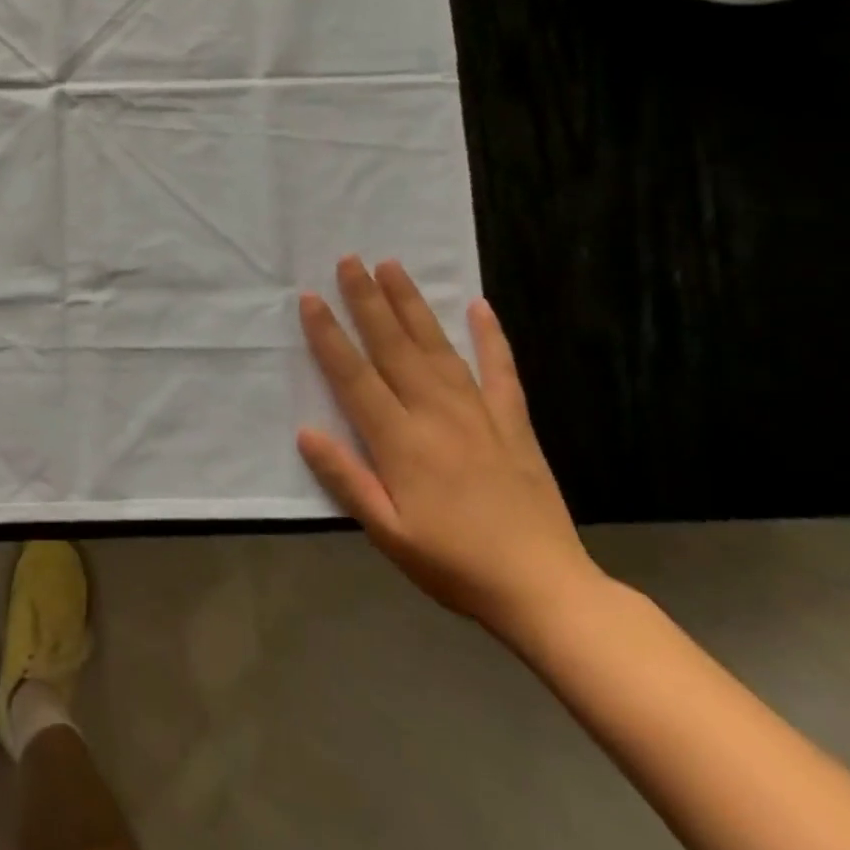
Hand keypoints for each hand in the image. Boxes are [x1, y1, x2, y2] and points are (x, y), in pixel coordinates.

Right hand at [297, 256, 601, 639]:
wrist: (545, 589)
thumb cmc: (453, 563)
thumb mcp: (386, 532)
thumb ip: (345, 478)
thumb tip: (305, 431)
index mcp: (400, 441)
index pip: (354, 375)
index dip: (329, 335)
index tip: (311, 298)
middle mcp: (435, 414)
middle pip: (394, 346)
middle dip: (368, 300)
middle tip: (350, 260)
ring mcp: (479, 413)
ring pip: (438, 346)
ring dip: (413, 304)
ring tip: (393, 267)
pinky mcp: (514, 423)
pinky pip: (501, 371)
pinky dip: (491, 337)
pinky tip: (481, 307)